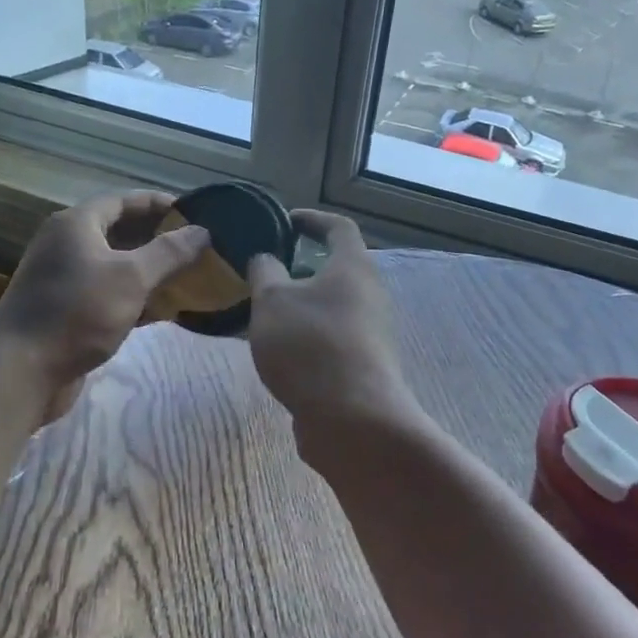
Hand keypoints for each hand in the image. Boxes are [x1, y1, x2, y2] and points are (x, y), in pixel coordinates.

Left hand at [0, 192, 208, 399]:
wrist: (22, 371)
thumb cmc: (78, 313)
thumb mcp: (131, 278)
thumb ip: (168, 252)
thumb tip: (202, 231)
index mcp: (76, 224)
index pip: (123, 200)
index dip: (159, 203)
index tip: (194, 212)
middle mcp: (66, 245)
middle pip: (119, 231)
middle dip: (157, 237)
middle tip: (196, 246)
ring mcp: (64, 279)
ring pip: (115, 265)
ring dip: (148, 269)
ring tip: (187, 275)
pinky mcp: (66, 310)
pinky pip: (107, 293)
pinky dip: (134, 297)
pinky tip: (162, 310)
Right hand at [245, 210, 424, 464]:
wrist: (352, 419)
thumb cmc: (310, 346)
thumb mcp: (272, 301)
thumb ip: (264, 272)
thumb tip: (266, 259)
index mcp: (353, 267)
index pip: (338, 227)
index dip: (312, 219)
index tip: (285, 221)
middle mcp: (370, 294)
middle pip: (339, 269)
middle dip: (303, 268)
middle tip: (268, 273)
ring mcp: (372, 332)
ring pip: (335, 306)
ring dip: (304, 305)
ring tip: (266, 315)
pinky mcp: (366, 364)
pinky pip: (334, 337)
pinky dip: (309, 335)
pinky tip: (282, 352)